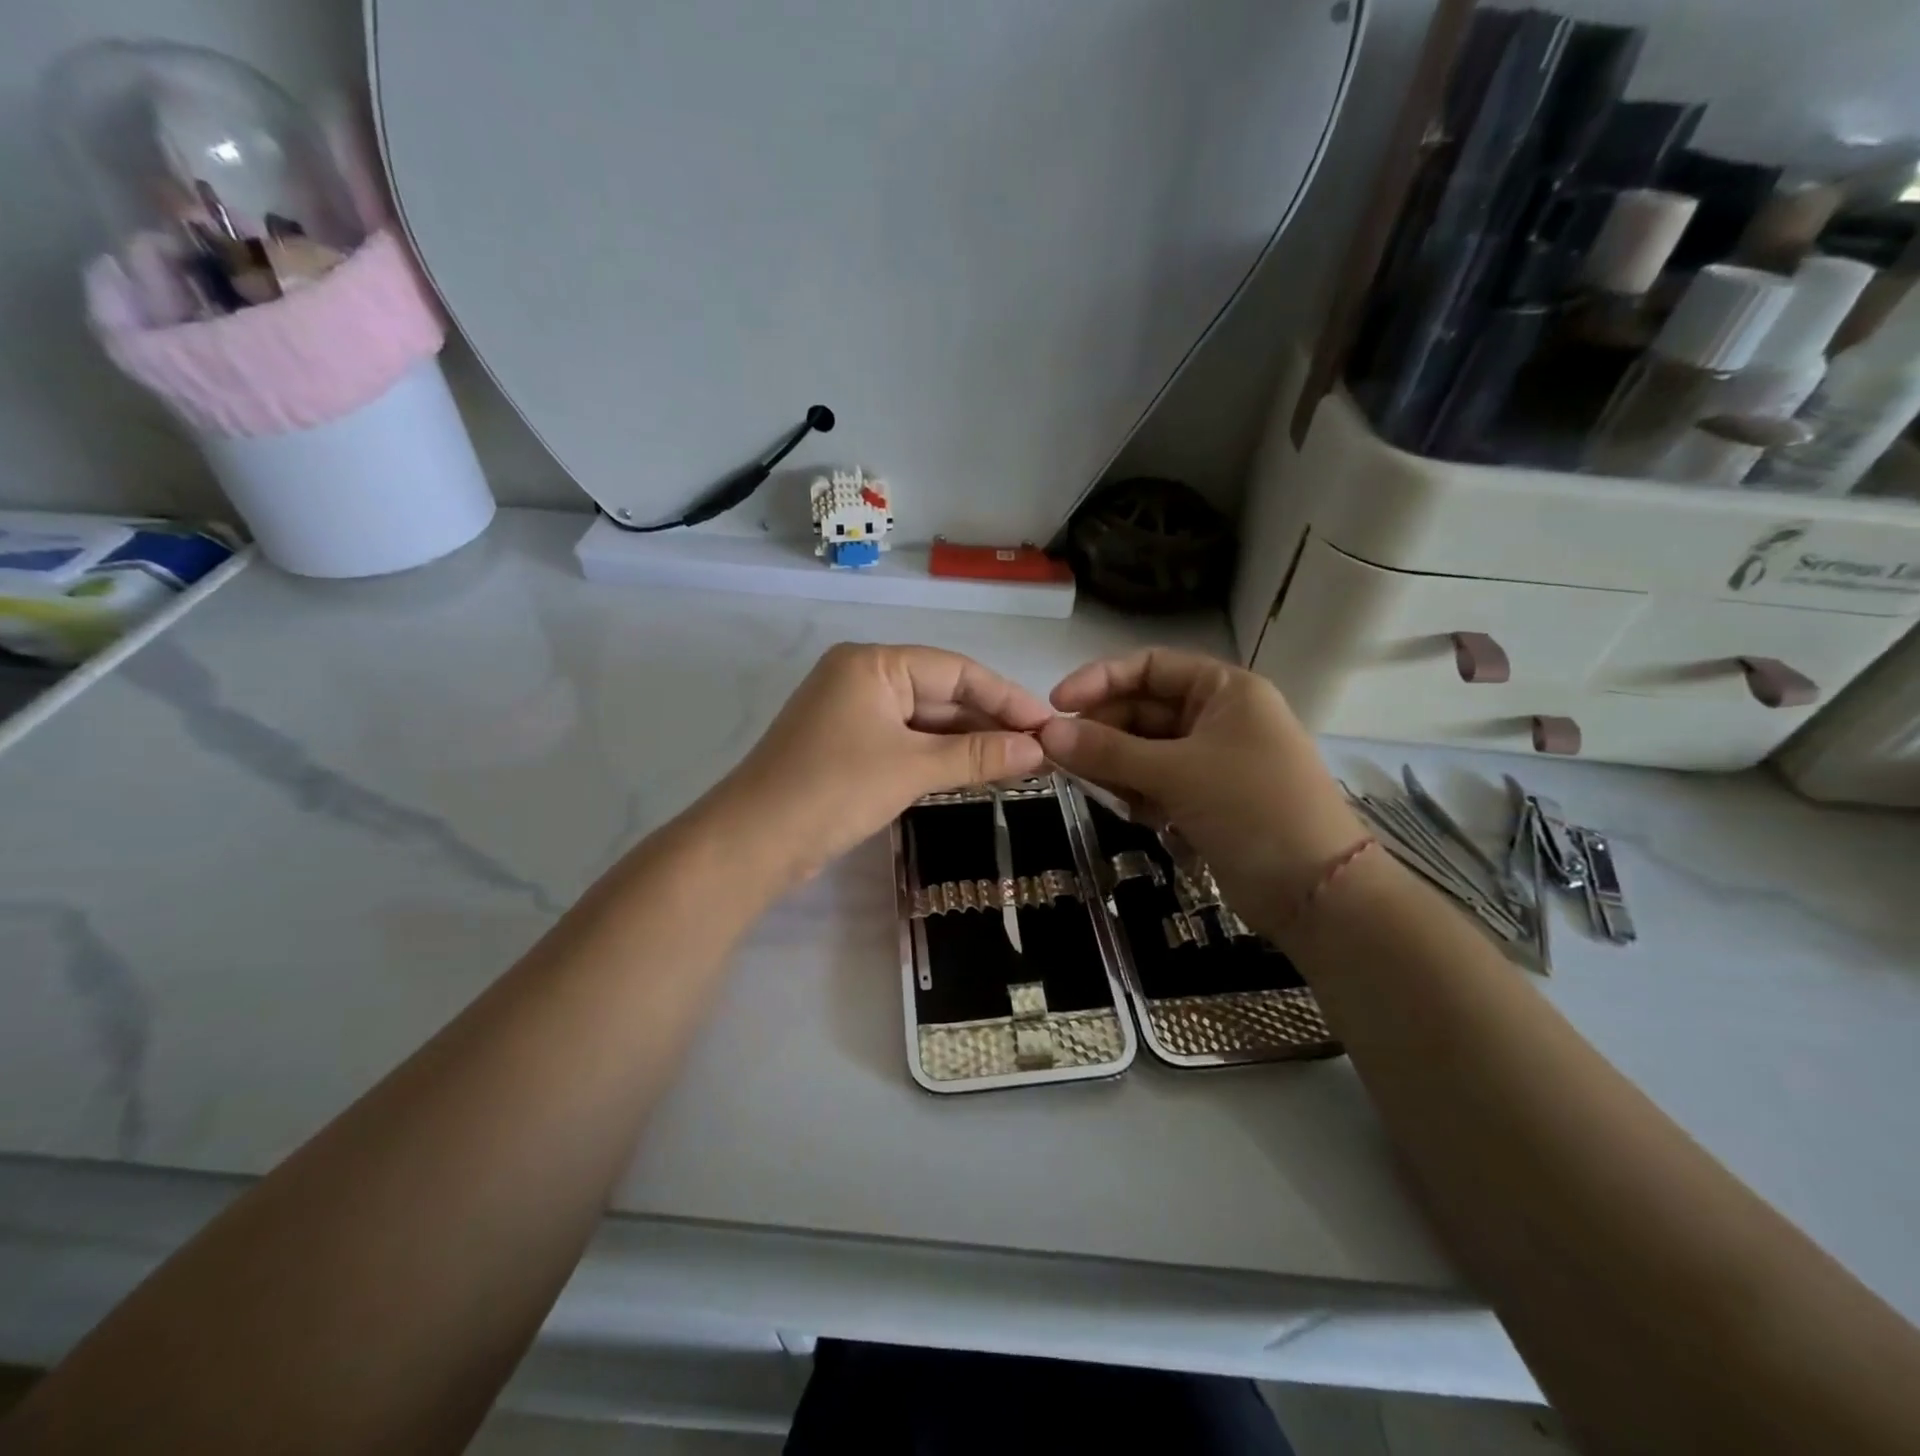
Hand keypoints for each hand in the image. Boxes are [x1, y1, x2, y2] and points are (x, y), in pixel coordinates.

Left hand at [718, 643, 1051, 880]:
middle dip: (989, 722)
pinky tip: (976, 771)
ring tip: (1021, 763)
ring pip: (924, 721)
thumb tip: (1040, 748)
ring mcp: (852, 713)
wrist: (753, 842)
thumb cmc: (834, 790)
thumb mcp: (912, 769)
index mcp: (873, 664)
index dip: (1006, 697)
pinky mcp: (848, 746)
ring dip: (967, 742)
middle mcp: (862, 677)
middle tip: (1042, 749)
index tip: (1048, 723)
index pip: (955, 669)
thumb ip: (978, 755)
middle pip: (940, 693)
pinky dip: (939, 757)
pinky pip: (905, 742)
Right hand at [1037, 648, 1364, 924]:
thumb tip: (1046, 736)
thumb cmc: (1253, 809)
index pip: (1149, 666)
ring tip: (1096, 788)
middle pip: (1142, 710)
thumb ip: (1108, 752)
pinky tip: (1131, 811)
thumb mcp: (1177, 773)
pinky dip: (1136, 792)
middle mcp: (1217, 717)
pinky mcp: (1204, 799)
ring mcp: (1211, 760)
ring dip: (1115, 766)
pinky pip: (1155, 782)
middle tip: (1059, 756)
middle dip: (1103, 732)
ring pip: (1143, 750)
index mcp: (1223, 690)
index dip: (1099, 679)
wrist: (1316, 893)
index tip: (1056, 705)